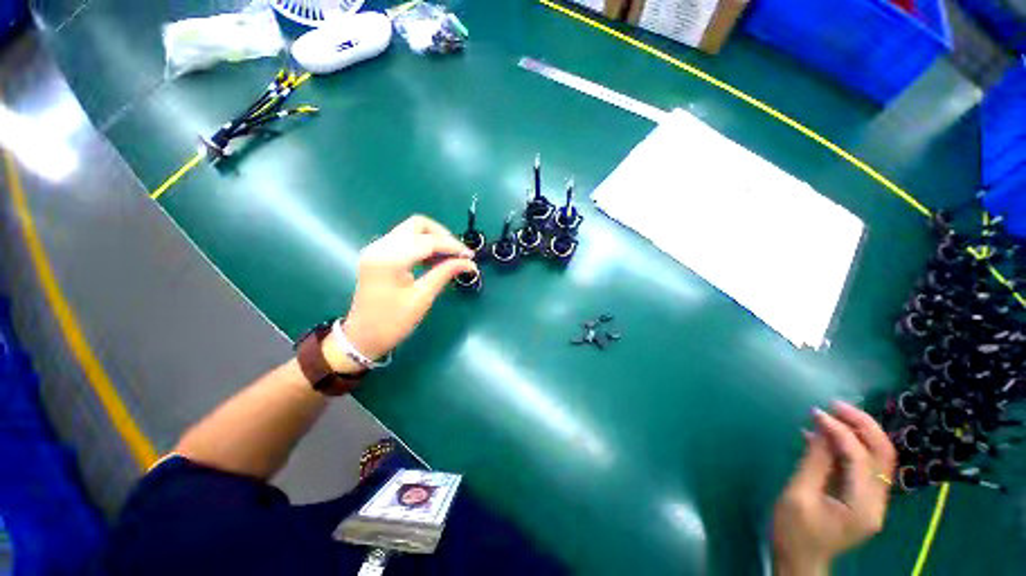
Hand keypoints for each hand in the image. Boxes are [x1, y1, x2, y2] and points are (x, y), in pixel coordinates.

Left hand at [325, 215, 476, 369]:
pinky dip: (422, 246)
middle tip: (458, 254)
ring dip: (433, 240)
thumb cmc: (392, 322)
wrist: (362, 337)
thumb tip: (469, 264)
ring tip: (449, 258)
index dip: (453, 246)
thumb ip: (445, 273)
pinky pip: (405, 240)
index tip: (470, 256)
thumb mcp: (422, 298)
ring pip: (411, 230)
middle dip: (442, 236)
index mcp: (390, 259)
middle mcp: (381, 247)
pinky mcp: (378, 254)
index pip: (428, 241)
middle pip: (417, 225)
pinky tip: (434, 260)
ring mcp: (377, 249)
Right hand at [772, 401, 896, 575]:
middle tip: (836, 405)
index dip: (841, 432)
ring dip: (860, 432)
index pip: (861, 458)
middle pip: (884, 455)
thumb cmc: (794, 532)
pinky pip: (865, 466)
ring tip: (834, 413)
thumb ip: (813, 461)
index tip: (816, 413)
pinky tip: (828, 437)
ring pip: (879, 458)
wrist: (801, 561)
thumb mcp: (798, 495)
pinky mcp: (865, 499)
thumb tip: (820, 428)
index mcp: (863, 506)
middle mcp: (878, 503)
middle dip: (863, 425)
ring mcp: (874, 501)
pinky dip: (851, 446)